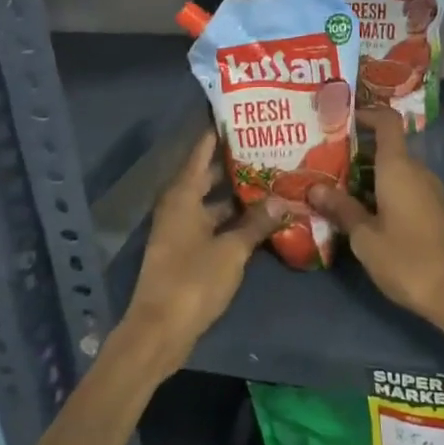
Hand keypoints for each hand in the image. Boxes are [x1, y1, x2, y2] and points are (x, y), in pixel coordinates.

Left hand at [122, 130, 290, 366]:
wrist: (159, 330)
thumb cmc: (192, 281)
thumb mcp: (232, 250)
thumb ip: (256, 223)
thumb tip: (283, 200)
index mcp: (182, 195)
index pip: (202, 150)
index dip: (220, 131)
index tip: (243, 114)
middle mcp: (179, 205)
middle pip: (209, 174)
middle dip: (236, 162)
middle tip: (270, 146)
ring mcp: (182, 229)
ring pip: (214, 201)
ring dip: (238, 193)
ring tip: (273, 178)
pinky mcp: (188, 250)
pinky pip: (214, 223)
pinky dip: (234, 218)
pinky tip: (261, 218)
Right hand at [307, 107, 443, 327]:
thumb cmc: (407, 260)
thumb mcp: (365, 237)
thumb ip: (341, 208)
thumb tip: (314, 187)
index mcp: (399, 168)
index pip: (387, 121)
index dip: (365, 113)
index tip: (339, 119)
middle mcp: (416, 171)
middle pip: (386, 146)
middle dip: (355, 150)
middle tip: (322, 159)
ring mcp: (428, 191)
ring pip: (393, 169)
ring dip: (366, 173)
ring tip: (333, 185)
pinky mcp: (432, 211)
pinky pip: (402, 187)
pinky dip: (380, 189)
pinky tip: (358, 209)